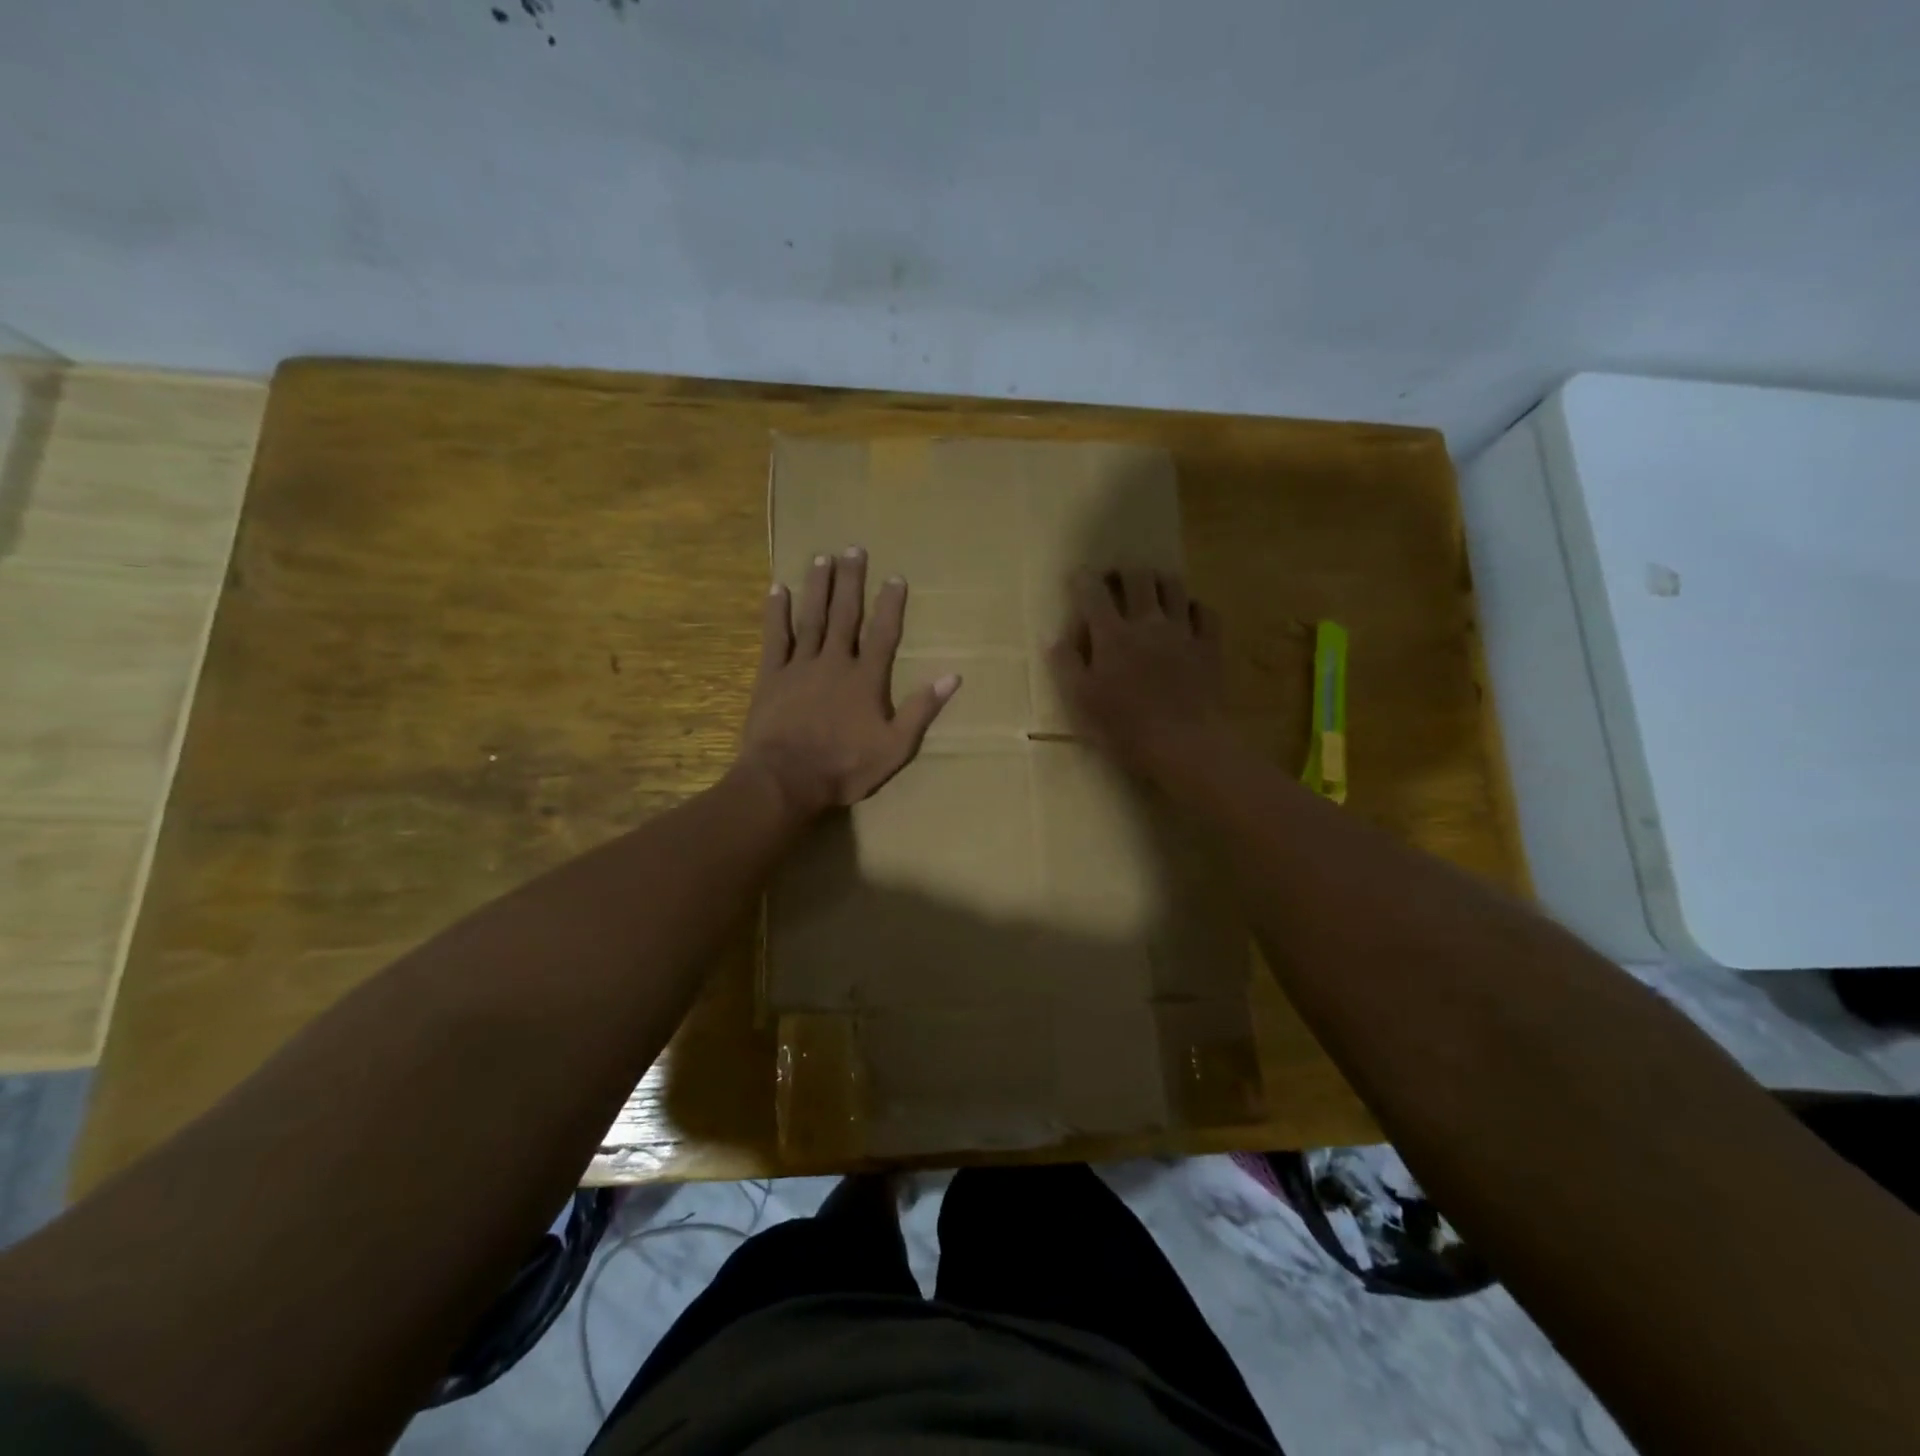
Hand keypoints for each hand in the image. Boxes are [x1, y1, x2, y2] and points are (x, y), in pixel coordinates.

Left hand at [737, 546, 960, 817]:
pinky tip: (777, 589)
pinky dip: (777, 613)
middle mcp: (835, 662)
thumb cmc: (845, 767)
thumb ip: (921, 710)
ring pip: (811, 618)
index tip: (895, 577)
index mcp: (866, 679)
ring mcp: (800, 666)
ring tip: (822, 558)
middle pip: (845, 615)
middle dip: (851, 581)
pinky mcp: (772, 676)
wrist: (787, 779)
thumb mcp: (895, 747)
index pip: (883, 634)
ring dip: (818, 587)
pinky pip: (775, 638)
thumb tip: (952, 676)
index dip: (891, 605)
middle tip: (853, 549)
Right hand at [1048, 567, 1232, 779]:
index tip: (1077, 576)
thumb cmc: (1125, 728)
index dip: (1083, 579)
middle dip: (1123, 572)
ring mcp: (1182, 632)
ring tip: (1150, 589)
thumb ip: (1065, 665)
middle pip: (1138, 578)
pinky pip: (1204, 611)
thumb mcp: (1082, 701)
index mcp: (1112, 636)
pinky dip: (1192, 606)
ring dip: (1158, 581)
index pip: (1093, 592)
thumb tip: (1052, 636)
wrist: (1184, 745)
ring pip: (1173, 586)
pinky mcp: (1209, 646)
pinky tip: (1186, 614)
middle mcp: (1147, 623)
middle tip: (1115, 580)